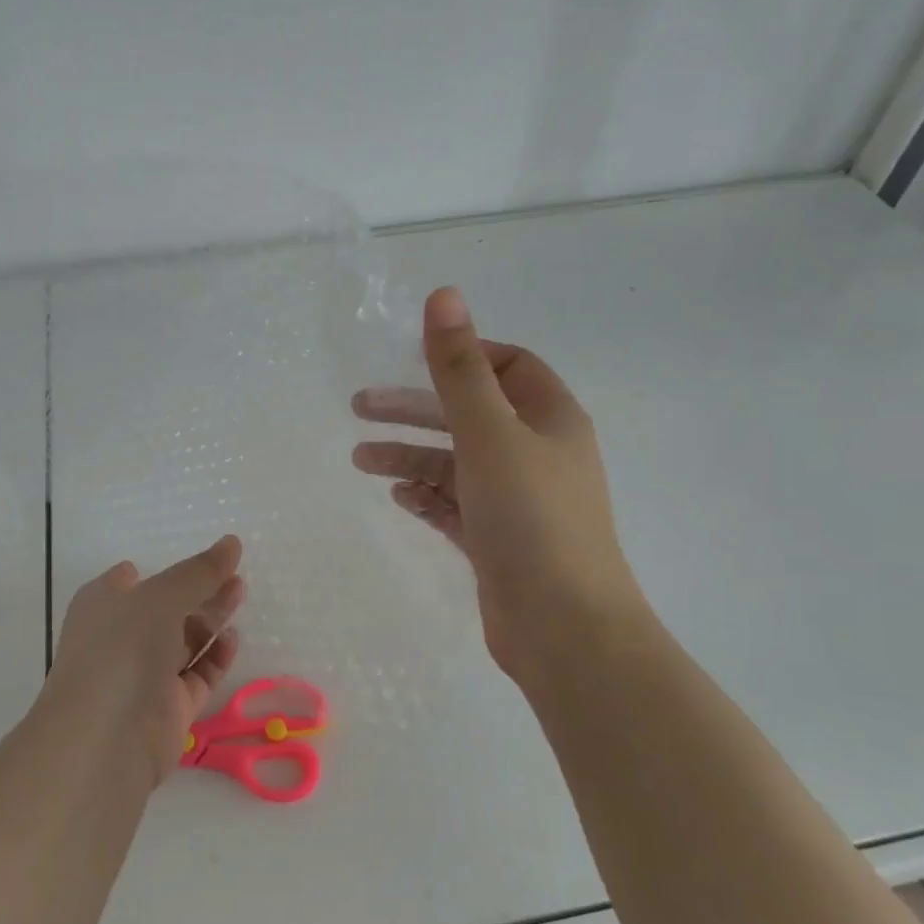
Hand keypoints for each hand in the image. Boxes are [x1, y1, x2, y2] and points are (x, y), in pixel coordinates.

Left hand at [41, 536, 245, 781]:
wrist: (104, 738)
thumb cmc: (122, 649)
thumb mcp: (161, 596)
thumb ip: (200, 571)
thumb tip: (232, 542)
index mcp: (103, 606)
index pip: (130, 580)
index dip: (162, 570)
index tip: (200, 560)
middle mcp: (121, 638)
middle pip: (165, 608)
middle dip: (199, 591)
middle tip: (235, 576)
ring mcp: (144, 676)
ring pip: (183, 641)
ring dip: (211, 619)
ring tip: (240, 594)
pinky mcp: (168, 708)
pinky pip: (196, 676)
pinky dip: (215, 657)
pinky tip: (233, 639)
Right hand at [351, 287, 648, 686]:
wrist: (565, 628)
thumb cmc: (531, 518)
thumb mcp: (489, 433)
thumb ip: (459, 368)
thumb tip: (443, 295)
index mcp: (550, 418)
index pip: (509, 366)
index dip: (464, 356)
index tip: (412, 360)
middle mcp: (537, 454)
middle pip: (470, 415)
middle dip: (416, 409)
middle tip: (358, 408)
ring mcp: (517, 501)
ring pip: (456, 464)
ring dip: (410, 455)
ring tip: (359, 458)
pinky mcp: (497, 541)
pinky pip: (455, 505)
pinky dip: (425, 495)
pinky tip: (394, 493)